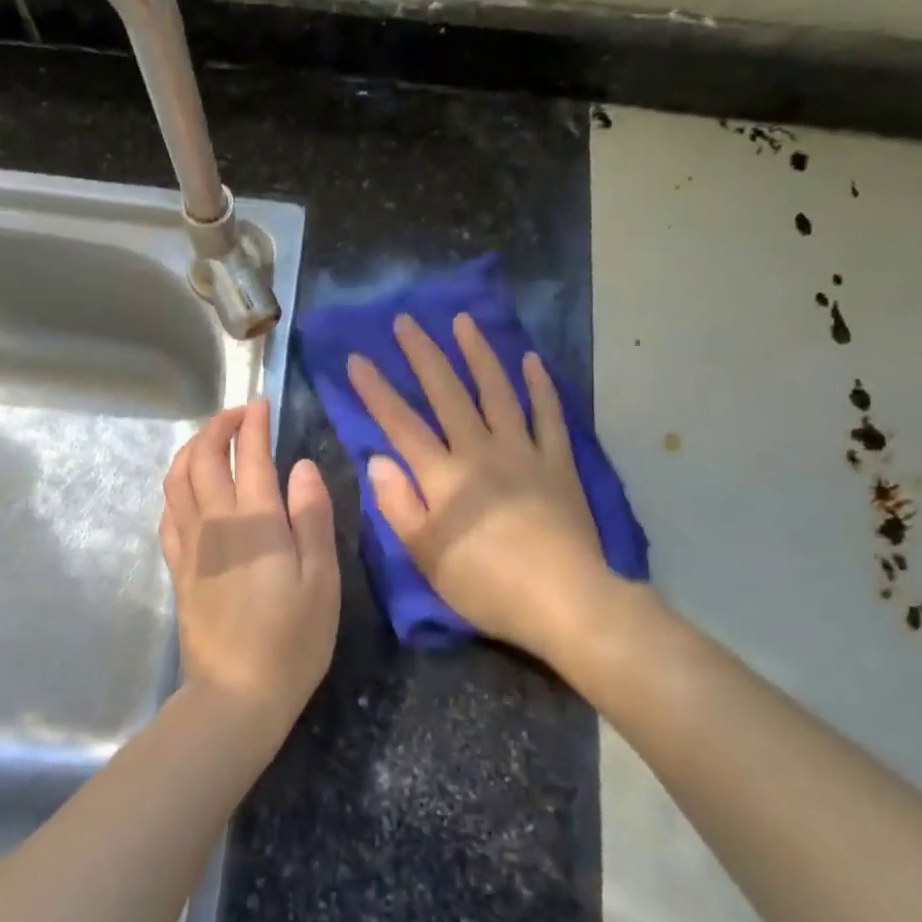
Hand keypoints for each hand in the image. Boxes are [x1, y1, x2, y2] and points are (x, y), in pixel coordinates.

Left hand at [160, 399, 339, 742]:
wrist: (236, 695)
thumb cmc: (292, 640)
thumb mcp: (322, 579)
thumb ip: (311, 516)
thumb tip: (302, 466)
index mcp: (254, 520)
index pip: (249, 453)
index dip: (254, 422)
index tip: (262, 404)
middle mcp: (214, 521)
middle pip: (202, 456)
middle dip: (218, 426)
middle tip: (238, 415)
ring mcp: (189, 544)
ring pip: (176, 479)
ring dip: (191, 449)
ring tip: (211, 440)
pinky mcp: (177, 567)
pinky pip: (168, 512)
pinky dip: (176, 487)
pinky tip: (188, 489)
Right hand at [347, 313, 626, 660]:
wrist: (565, 600)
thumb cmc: (486, 584)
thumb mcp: (426, 555)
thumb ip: (398, 504)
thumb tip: (376, 458)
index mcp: (443, 477)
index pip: (401, 424)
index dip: (376, 390)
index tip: (357, 359)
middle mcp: (480, 452)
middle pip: (448, 394)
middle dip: (424, 355)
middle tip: (406, 321)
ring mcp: (523, 452)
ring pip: (497, 392)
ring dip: (478, 354)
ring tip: (463, 321)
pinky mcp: (558, 463)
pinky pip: (549, 416)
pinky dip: (540, 387)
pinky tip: (531, 361)